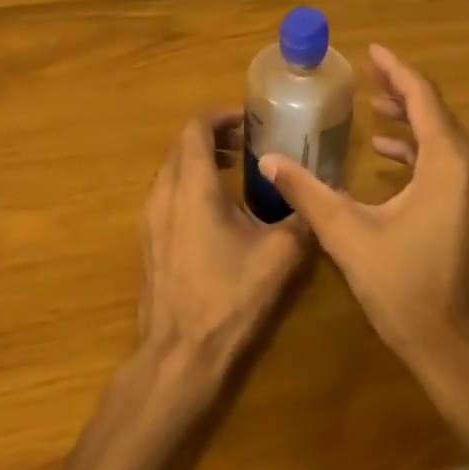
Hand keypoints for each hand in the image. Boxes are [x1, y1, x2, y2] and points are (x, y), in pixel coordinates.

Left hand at [138, 112, 312, 390]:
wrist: (179, 353)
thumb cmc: (229, 298)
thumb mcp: (279, 256)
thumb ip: (301, 219)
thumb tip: (319, 198)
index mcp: (193, 188)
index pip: (196, 129)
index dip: (222, 117)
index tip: (250, 120)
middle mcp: (164, 195)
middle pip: (182, 147)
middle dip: (214, 137)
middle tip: (249, 143)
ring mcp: (150, 219)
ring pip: (172, 171)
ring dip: (201, 161)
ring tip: (236, 170)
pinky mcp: (149, 241)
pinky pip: (167, 195)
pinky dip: (190, 185)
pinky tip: (218, 210)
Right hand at [257, 46, 468, 380]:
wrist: (454, 347)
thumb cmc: (403, 287)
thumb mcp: (348, 235)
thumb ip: (308, 192)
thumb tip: (269, 162)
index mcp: (447, 165)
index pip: (423, 99)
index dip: (396, 70)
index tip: (371, 51)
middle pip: (437, 113)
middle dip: (402, 90)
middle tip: (368, 73)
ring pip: (444, 139)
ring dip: (410, 120)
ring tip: (374, 107)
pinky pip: (448, 164)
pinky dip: (419, 150)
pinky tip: (389, 156)